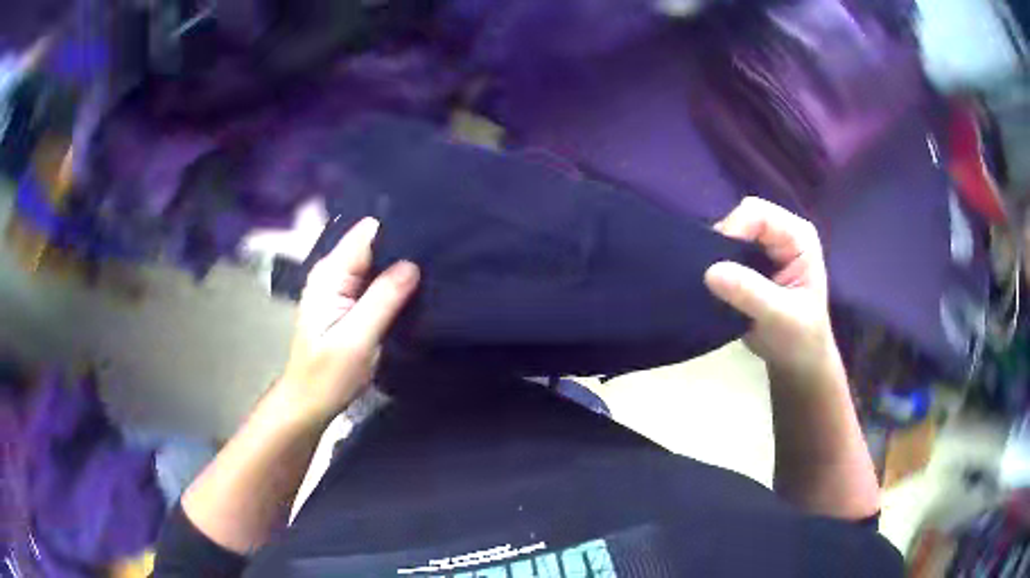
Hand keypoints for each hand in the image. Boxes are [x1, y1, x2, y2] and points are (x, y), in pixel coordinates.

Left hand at [279, 217, 419, 421]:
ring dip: (400, 267)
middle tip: (438, 261)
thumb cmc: (329, 375)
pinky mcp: (347, 301)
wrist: (310, 402)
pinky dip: (393, 282)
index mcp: (330, 274)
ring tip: (433, 273)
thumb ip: (383, 299)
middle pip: (373, 243)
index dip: (397, 232)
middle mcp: (333, 272)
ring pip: (376, 261)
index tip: (431, 239)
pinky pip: (374, 279)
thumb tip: (413, 264)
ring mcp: (339, 286)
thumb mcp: (357, 339)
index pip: (367, 233)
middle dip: (402, 249)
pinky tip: (414, 290)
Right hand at [704, 197, 837, 379]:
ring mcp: (764, 247)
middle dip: (723, 244)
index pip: (757, 214)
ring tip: (710, 284)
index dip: (733, 230)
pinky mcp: (749, 262)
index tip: (716, 265)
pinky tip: (712, 286)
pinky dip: (714, 266)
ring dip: (716, 256)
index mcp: (797, 236)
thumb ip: (750, 293)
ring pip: (728, 234)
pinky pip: (723, 252)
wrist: (797, 363)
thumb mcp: (779, 317)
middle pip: (740, 218)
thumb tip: (710, 272)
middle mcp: (781, 233)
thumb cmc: (800, 339)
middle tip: (712, 278)